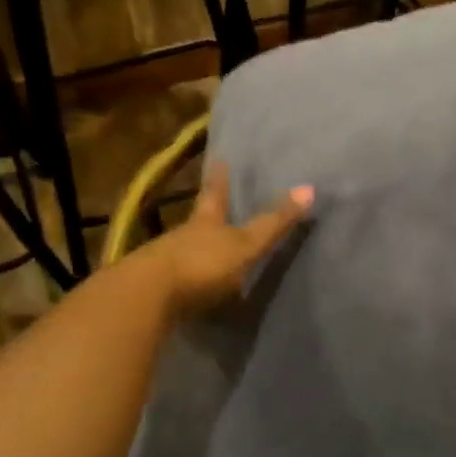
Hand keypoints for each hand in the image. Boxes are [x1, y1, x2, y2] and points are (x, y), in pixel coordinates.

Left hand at [131, 161, 313, 315]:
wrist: (146, 298)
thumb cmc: (202, 264)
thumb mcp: (245, 244)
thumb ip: (274, 223)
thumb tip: (309, 187)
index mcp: (205, 222)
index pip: (214, 194)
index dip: (219, 178)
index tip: (218, 159)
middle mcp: (182, 237)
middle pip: (196, 221)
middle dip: (205, 214)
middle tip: (212, 204)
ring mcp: (163, 263)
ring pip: (182, 249)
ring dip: (193, 249)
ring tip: (205, 250)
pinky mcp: (152, 292)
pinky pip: (173, 280)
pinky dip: (184, 280)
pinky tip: (189, 289)